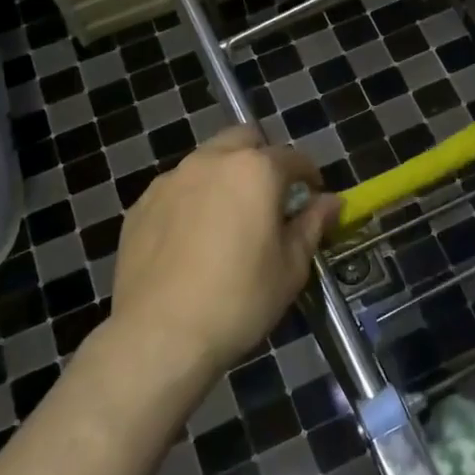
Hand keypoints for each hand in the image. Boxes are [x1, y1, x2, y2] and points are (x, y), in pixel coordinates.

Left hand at [111, 126, 340, 376]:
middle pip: (245, 139)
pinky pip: (177, 188)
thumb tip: (331, 201)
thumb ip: (312, 225)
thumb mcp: (290, 267)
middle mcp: (211, 161)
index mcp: (255, 170)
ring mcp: (172, 179)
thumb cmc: (239, 300)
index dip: (308, 175)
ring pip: (207, 160)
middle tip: (270, 197)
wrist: (158, 334)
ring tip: (229, 218)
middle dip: (263, 158)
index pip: (293, 157)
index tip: (313, 197)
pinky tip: (193, 238)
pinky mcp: (142, 204)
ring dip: (225, 175)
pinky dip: (193, 199)